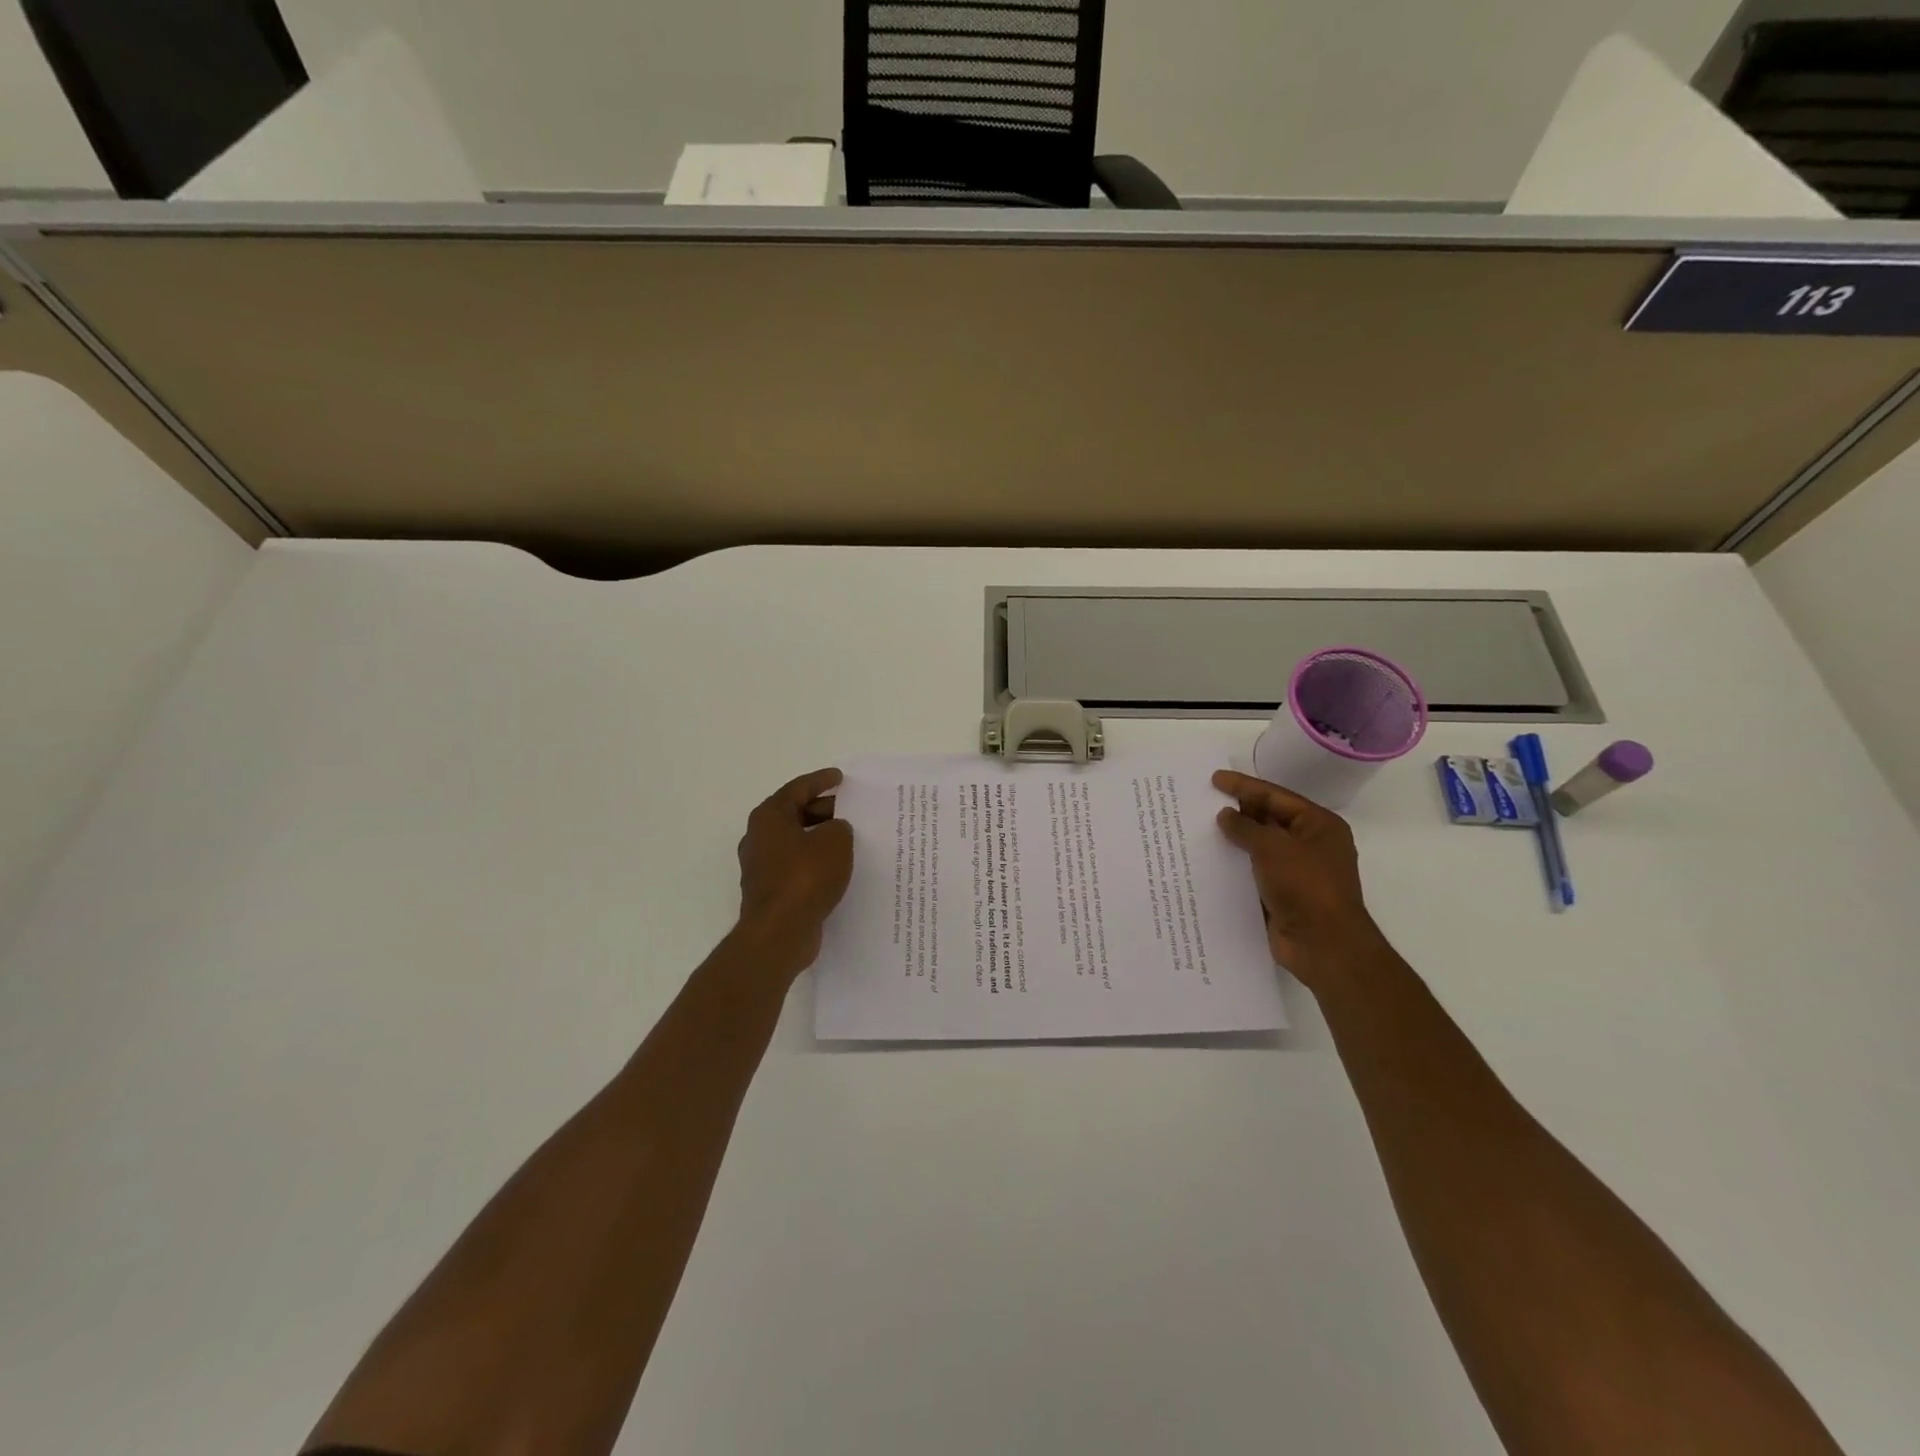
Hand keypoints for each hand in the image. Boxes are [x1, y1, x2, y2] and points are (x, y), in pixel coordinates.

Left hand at [736, 767, 854, 972]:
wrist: (779, 932)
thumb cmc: (805, 877)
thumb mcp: (835, 842)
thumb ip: (839, 827)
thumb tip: (835, 831)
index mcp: (769, 817)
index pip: (798, 789)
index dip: (821, 781)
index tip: (840, 778)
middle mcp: (759, 837)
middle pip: (794, 814)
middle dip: (822, 810)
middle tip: (850, 809)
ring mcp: (762, 866)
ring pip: (796, 842)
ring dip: (819, 838)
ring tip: (848, 839)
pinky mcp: (771, 891)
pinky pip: (797, 866)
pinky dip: (816, 862)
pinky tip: (837, 868)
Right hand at [1212, 770, 1382, 989]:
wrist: (1324, 945)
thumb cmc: (1305, 886)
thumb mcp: (1273, 848)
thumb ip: (1246, 828)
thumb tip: (1225, 815)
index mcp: (1318, 825)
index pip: (1276, 796)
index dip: (1244, 786)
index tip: (1215, 779)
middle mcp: (1310, 844)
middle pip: (1268, 819)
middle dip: (1238, 811)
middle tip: (1203, 802)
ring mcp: (1296, 871)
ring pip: (1258, 847)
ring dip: (1233, 840)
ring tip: (1199, 829)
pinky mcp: (1282, 895)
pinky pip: (1253, 872)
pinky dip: (1235, 866)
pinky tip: (1209, 861)